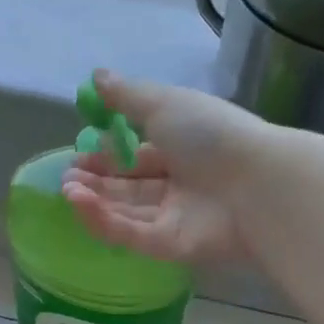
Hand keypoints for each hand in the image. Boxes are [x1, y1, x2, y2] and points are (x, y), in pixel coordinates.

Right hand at [60, 70, 272, 264]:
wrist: (256, 183)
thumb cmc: (212, 134)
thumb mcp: (165, 103)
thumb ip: (128, 95)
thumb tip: (96, 77)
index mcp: (184, 149)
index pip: (140, 156)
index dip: (108, 155)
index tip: (78, 152)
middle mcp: (181, 185)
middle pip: (131, 188)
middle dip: (97, 181)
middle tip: (67, 177)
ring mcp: (177, 218)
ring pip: (127, 212)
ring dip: (94, 201)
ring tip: (67, 188)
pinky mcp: (172, 247)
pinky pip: (132, 234)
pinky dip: (103, 220)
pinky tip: (78, 203)